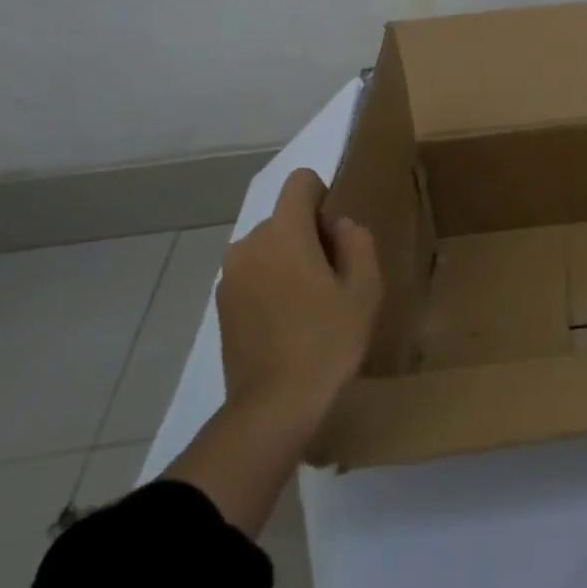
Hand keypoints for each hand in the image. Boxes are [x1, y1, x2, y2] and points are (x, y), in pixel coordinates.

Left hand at [164, 168, 379, 535]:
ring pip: (269, 249)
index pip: (300, 182)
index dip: (324, 196)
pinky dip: (273, 285)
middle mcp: (248, 245)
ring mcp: (229, 277)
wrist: (275, 405)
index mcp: (283, 233)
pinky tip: (291, 322)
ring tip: (314, 305)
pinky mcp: (221, 306)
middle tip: (336, 279)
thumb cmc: (329, 340)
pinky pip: (254, 275)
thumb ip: (357, 242)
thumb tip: (339, 226)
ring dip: (291, 262)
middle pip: (285, 219)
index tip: (339, 235)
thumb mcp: (365, 288)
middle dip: (310, 236)